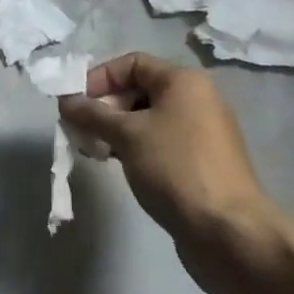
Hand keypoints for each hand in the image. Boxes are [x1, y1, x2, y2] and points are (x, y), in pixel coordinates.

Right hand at [59, 53, 284, 293]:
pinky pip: (159, 141)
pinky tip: (117, 163)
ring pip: (147, 118)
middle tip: (82, 130)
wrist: (228, 230)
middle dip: (105, 106)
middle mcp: (196, 99)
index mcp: (184, 82)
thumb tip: (65, 101)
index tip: (76, 104)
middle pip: (139, 89)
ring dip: (116, 129)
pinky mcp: (200, 160)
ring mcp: (201, 131)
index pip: (131, 63)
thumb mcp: (126, 135)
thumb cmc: (175, 168)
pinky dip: (134, 146)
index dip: (99, 78)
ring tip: (94, 150)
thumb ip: (92, 114)